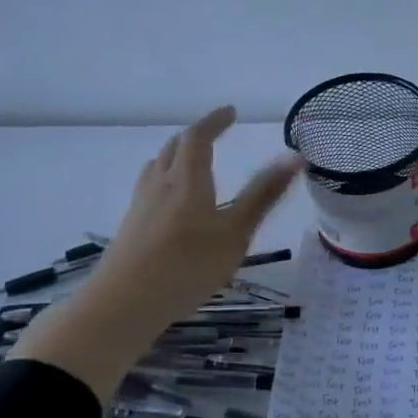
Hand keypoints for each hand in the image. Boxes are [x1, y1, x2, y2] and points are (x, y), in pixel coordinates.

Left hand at [89, 104, 302, 321]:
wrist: (124, 305)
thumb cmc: (187, 266)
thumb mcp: (236, 232)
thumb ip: (264, 195)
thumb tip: (294, 157)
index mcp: (187, 180)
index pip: (198, 137)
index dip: (214, 121)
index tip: (231, 112)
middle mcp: (160, 184)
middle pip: (174, 148)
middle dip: (196, 136)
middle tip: (215, 134)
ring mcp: (140, 206)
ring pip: (157, 167)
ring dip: (176, 155)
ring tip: (192, 162)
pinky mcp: (130, 227)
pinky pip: (149, 188)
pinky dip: (165, 179)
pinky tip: (171, 203)